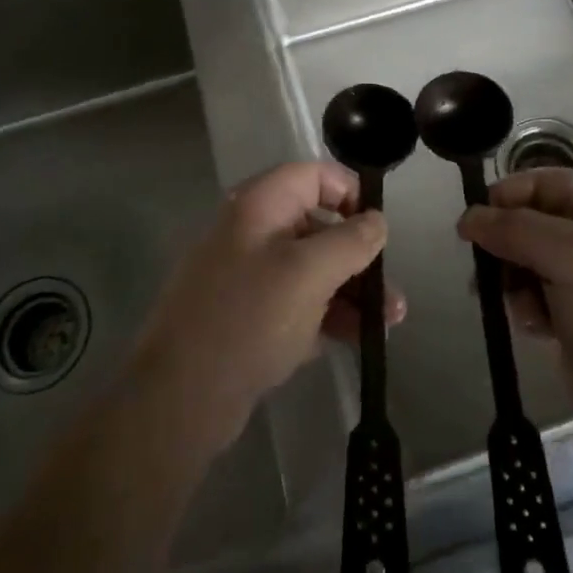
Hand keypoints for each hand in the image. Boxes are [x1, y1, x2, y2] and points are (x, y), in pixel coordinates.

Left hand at [131, 162, 404, 455]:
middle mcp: (253, 232)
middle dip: (360, 256)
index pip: (313, 176)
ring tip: (389, 323)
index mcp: (260, 206)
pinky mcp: (250, 316)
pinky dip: (329, 314)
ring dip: (352, 290)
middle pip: (318, 226)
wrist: (181, 396)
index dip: (350, 194)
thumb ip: (350, 241)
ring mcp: (249, 276)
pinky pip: (298, 302)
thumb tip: (377, 220)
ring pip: (312, 269)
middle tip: (391, 292)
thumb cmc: (250, 318)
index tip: (379, 229)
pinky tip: (358, 338)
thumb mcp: (309, 273)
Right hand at [460, 169, 572, 460]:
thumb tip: (469, 216)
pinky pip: (536, 296)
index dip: (506, 198)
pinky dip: (528, 308)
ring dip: (514, 280)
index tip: (471, 226)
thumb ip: (518, 229)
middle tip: (487, 273)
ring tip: (522, 308)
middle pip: (532, 221)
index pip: (545, 182)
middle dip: (507, 245)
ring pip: (528, 261)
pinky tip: (535, 328)